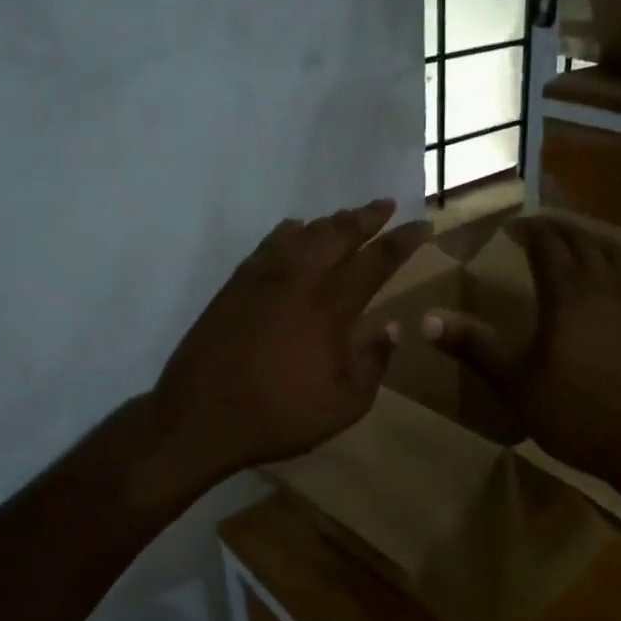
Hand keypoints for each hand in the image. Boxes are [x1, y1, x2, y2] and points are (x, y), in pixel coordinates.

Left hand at [152, 200, 431, 484]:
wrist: (199, 415)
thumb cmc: (279, 415)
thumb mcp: (344, 405)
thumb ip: (373, 363)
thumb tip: (391, 327)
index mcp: (330, 306)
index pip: (376, 261)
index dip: (402, 240)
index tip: (421, 225)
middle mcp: (299, 279)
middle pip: (339, 233)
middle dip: (367, 216)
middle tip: (387, 204)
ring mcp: (263, 277)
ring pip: (304, 232)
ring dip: (332, 221)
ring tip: (348, 216)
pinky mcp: (236, 283)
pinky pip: (270, 242)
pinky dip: (290, 230)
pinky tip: (296, 229)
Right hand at [422, 217, 620, 494]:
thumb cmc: (580, 415)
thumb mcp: (516, 385)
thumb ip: (475, 347)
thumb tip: (425, 320)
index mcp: (569, 295)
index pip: (548, 245)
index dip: (529, 230)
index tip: (513, 225)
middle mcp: (608, 287)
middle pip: (583, 242)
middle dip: (559, 229)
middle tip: (540, 227)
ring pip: (617, 253)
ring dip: (593, 239)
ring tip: (579, 241)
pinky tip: (620, 281)